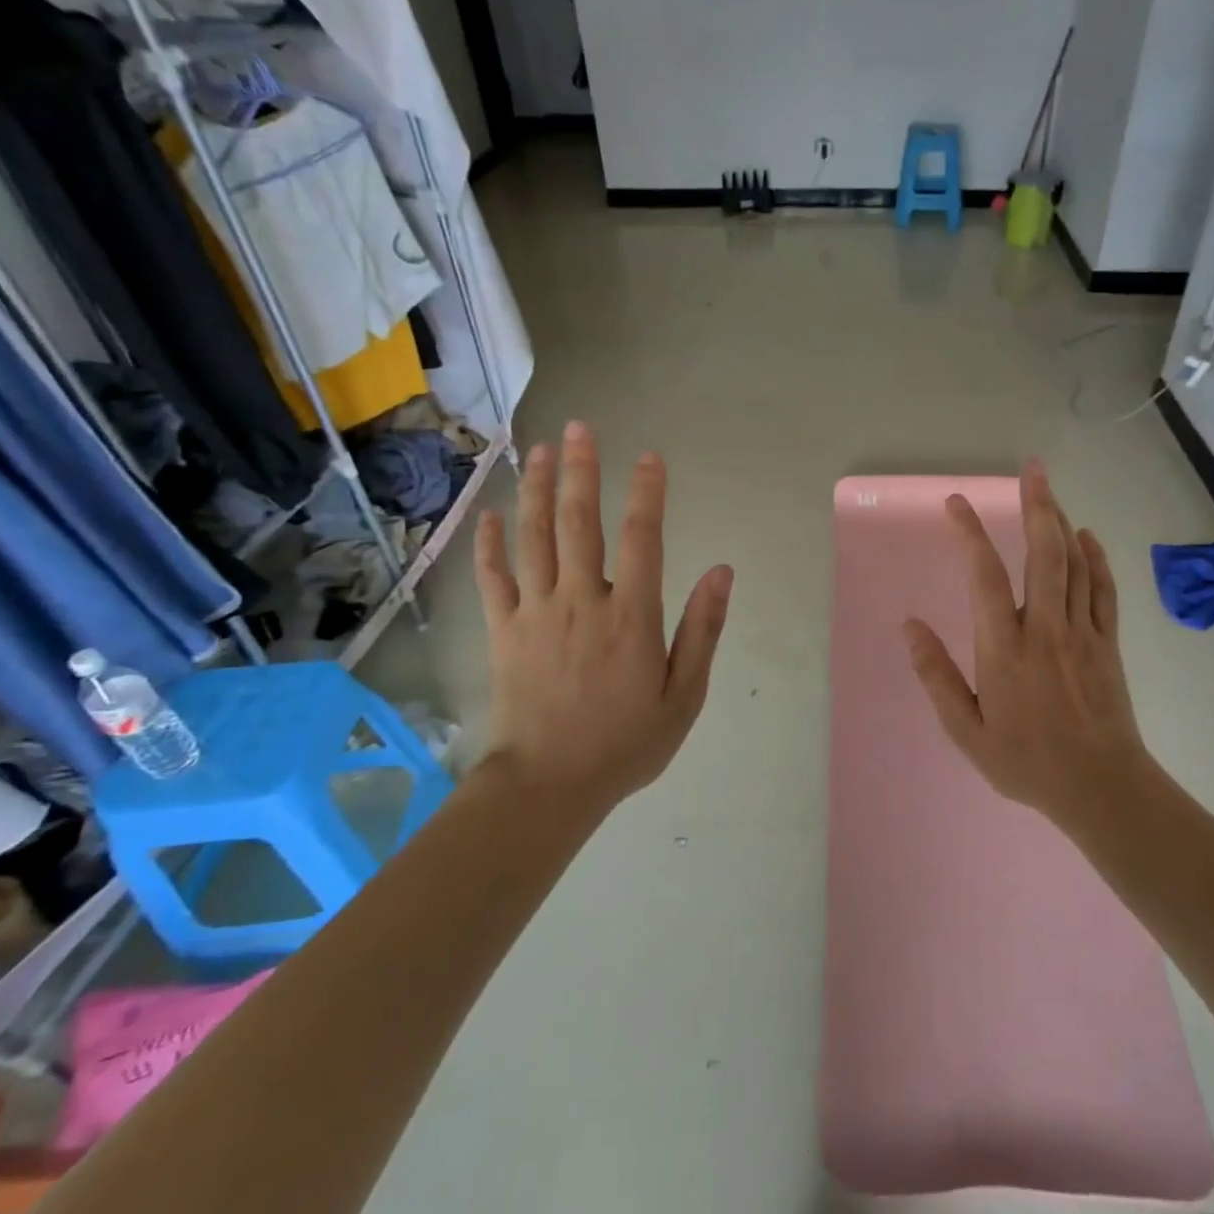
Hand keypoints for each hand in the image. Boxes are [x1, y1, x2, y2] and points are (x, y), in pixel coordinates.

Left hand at [473, 421, 733, 815]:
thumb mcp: (684, 696)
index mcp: (631, 616)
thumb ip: (702, 630)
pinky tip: (490, 515)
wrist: (547, 785)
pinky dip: (490, 545)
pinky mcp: (502, 631)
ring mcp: (535, 613)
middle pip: (580, 523)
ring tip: (540, 450)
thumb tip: (722, 572)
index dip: (647, 493)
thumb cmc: (625, 743)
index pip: (642, 538)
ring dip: (538, 490)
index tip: (650, 457)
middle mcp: (581, 601)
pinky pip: (493, 578)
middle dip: (581, 471)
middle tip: (579, 427)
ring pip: (535, 538)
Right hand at [904, 460, 1153, 830]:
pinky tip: (1087, 536)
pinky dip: (1096, 557)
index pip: (984, 576)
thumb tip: (909, 626)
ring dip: (1061, 521)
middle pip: (1042, 554)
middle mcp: (1044, 629)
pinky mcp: (1108, 643)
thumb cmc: (1025, 761)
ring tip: (1049, 489)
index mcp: (1004, 649)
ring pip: (1075, 564)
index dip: (970, 534)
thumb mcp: (966, 730)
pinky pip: (1103, 589)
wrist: (1101, 787)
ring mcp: (1082, 633)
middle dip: (1036, 505)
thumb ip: (936, 676)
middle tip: (1031, 468)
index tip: (956, 504)